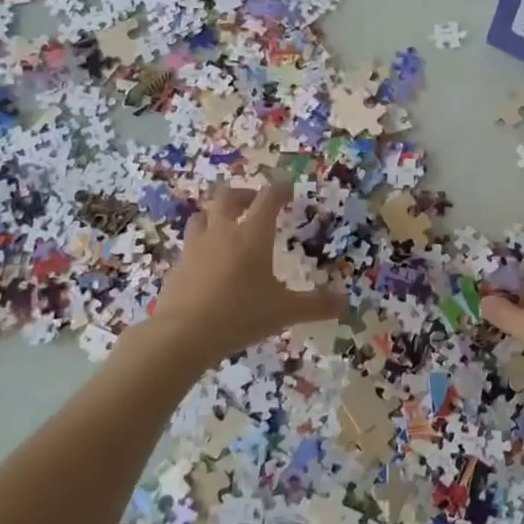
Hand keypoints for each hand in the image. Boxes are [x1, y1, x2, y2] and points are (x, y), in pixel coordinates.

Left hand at [151, 177, 346, 364]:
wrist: (183, 334)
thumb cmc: (240, 314)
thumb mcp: (285, 311)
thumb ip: (316, 305)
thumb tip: (346, 302)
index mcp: (252, 235)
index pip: (268, 199)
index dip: (279, 189)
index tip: (287, 189)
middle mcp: (222, 232)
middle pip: (227, 197)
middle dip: (243, 194)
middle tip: (253, 202)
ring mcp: (195, 248)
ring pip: (202, 216)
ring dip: (215, 214)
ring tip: (225, 225)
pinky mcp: (178, 266)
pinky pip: (190, 245)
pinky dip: (201, 244)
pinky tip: (208, 262)